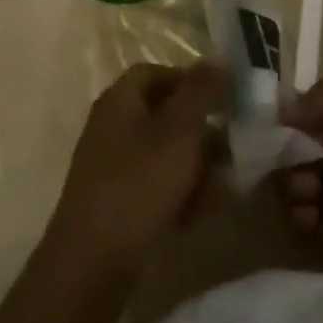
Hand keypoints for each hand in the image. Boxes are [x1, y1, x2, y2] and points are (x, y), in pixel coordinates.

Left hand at [46, 62, 226, 274]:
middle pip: (162, 114)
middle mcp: (110, 127)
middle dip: (199, 129)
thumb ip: (200, 92)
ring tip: (223, 182)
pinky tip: (200, 212)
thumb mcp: (179, 132)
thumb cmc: (139, 185)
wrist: (92, 264)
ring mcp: (110, 167)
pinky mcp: (114, 203)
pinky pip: (153, 185)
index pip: (155, 72)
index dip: (190, 80)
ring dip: (194, 163)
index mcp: (119, 101)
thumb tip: (216, 58)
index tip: (222, 99)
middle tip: (230, 146)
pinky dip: (178, 193)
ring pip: (162, 152)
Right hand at [279, 81, 322, 314]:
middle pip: (290, 147)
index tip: (256, 113)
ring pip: (289, 181)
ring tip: (307, 190)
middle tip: (270, 154)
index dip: (281, 111)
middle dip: (277, 148)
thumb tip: (279, 104)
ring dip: (288, 180)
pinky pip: (298, 221)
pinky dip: (296, 213)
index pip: (305, 111)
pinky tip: (310, 215)